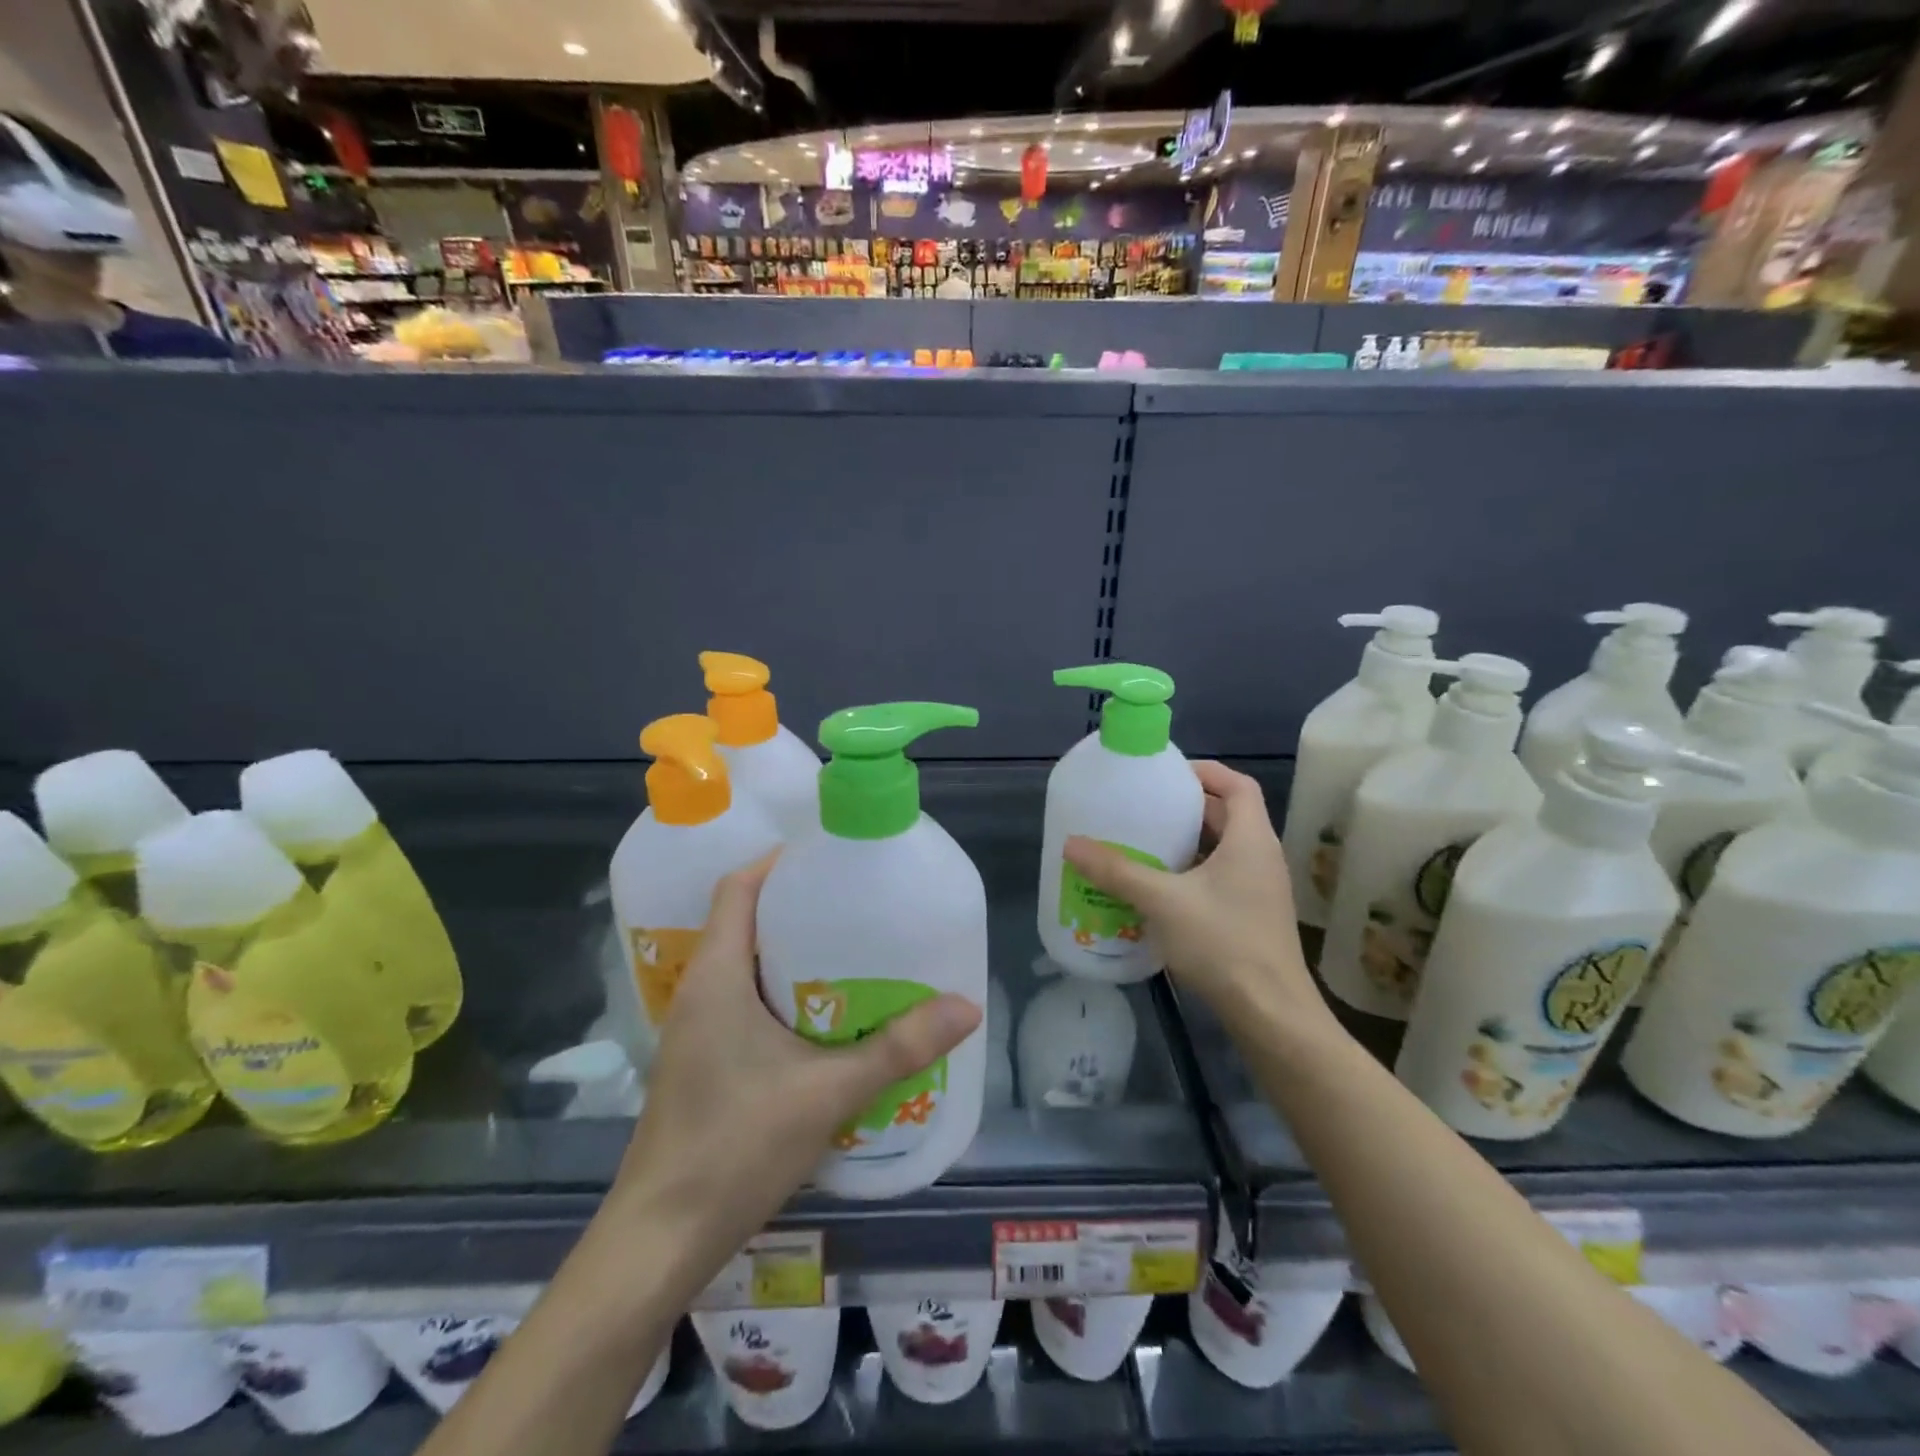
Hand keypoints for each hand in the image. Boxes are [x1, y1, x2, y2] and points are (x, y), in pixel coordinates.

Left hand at [611, 854, 981, 1270]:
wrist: (661, 1241)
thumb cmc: (735, 1148)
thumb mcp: (828, 1093)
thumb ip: (898, 1049)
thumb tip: (966, 1006)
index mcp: (717, 975)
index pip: (737, 888)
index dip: (779, 862)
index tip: (832, 858)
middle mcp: (701, 990)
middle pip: (745, 920)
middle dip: (800, 905)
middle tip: (860, 903)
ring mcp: (697, 1028)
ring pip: (746, 963)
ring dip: (794, 952)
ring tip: (855, 951)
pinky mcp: (703, 1060)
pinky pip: (745, 1000)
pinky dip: (784, 991)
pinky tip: (828, 1016)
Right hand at [1064, 762, 1328, 1033]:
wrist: (1271, 1014)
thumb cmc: (1223, 944)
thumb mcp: (1163, 902)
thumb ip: (1117, 871)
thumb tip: (1071, 844)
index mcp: (1251, 840)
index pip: (1238, 785)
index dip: (1205, 771)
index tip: (1167, 774)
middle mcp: (1261, 857)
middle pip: (1228, 815)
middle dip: (1187, 807)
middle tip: (1144, 807)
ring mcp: (1260, 890)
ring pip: (1223, 849)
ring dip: (1188, 842)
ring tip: (1144, 843)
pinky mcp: (1252, 917)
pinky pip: (1221, 878)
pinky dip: (1192, 872)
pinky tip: (1158, 889)